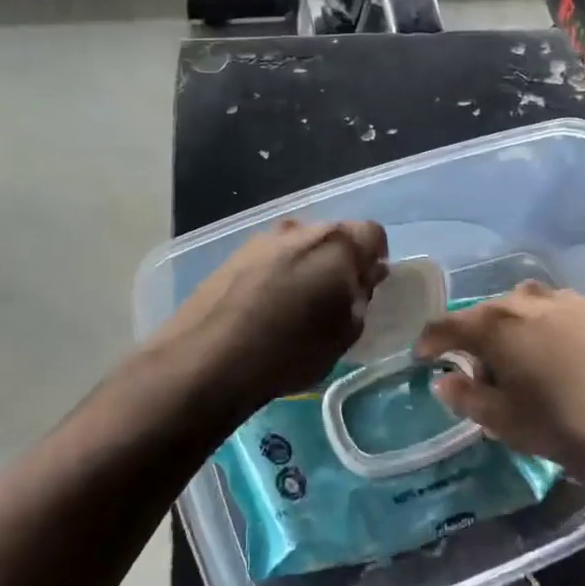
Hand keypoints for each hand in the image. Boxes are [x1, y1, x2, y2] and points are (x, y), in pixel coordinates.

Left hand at [151, 218, 387, 416]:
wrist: (209, 358)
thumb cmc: (291, 349)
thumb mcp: (345, 332)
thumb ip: (362, 295)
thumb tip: (366, 275)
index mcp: (337, 242)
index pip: (372, 233)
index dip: (375, 258)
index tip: (368, 286)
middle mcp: (300, 228)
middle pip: (333, 236)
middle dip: (340, 261)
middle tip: (337, 298)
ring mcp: (262, 238)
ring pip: (298, 245)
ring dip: (306, 266)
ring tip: (298, 305)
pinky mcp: (233, 254)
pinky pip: (270, 257)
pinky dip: (277, 274)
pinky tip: (266, 307)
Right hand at [413, 282, 584, 476]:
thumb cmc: (570, 419)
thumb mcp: (509, 422)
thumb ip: (468, 399)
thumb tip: (443, 381)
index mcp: (492, 326)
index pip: (444, 326)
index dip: (428, 342)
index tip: (422, 358)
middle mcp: (521, 300)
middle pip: (483, 316)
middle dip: (475, 343)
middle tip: (482, 378)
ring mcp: (561, 298)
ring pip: (520, 311)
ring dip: (512, 335)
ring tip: (526, 368)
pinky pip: (553, 313)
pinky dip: (544, 332)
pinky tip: (564, 360)